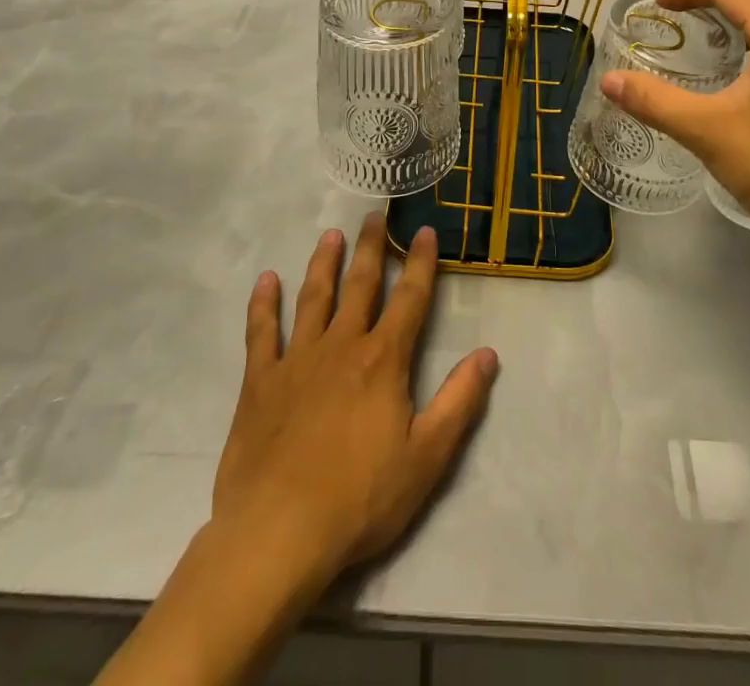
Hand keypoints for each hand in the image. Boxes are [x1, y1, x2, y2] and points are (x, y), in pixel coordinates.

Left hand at [211, 213, 499, 594]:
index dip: (420, 263)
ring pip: (313, 298)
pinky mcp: (261, 381)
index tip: (425, 231)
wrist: (278, 533)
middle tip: (374, 215)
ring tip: (330, 235)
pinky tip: (266, 280)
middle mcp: (342, 345)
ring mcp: (297, 360)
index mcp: (383, 360)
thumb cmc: (360, 499)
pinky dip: (263, 304)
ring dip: (323, 264)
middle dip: (371, 248)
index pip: (409, 299)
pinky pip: (261, 332)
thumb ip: (460, 402)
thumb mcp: (427, 457)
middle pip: (360, 285)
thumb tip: (488, 354)